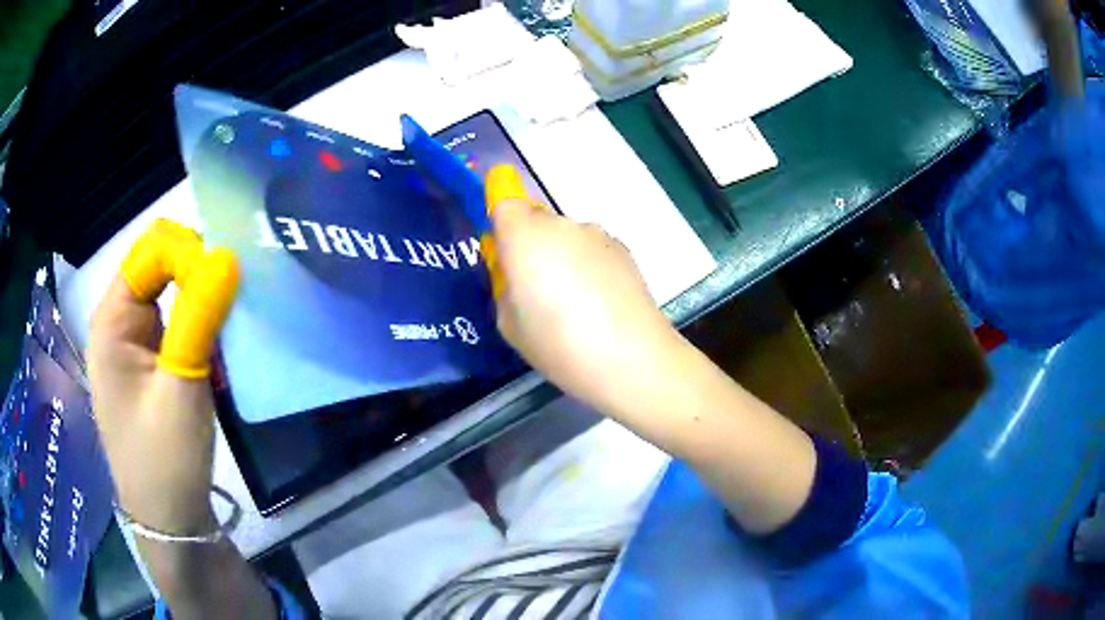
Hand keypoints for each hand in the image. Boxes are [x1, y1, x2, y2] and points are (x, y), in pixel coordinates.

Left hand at [88, 219, 238, 535]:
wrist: (170, 521)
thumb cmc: (166, 461)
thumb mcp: (181, 389)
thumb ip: (197, 317)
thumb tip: (226, 255)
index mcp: (112, 320)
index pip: (152, 249)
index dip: (190, 255)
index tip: (226, 288)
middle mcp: (119, 321)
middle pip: (162, 266)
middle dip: (200, 280)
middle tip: (233, 316)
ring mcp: (133, 343)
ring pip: (173, 294)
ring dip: (204, 311)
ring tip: (228, 347)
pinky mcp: (149, 363)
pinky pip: (177, 324)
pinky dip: (202, 333)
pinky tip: (217, 366)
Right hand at [485, 166, 682, 413]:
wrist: (632, 358)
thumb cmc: (559, 345)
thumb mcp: (510, 324)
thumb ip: (505, 287)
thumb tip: (515, 272)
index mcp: (524, 237)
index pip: (504, 199)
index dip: (499, 214)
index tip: (502, 245)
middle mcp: (562, 225)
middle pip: (536, 219)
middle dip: (529, 243)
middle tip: (533, 287)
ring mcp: (597, 234)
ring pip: (566, 236)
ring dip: (562, 256)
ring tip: (574, 303)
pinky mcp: (624, 250)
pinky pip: (591, 249)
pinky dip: (588, 266)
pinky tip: (599, 303)